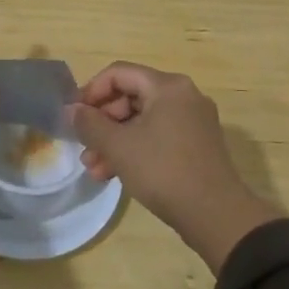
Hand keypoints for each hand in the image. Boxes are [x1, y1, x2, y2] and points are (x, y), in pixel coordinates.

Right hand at [70, 62, 281, 271]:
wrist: (216, 215)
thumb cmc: (163, 170)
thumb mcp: (118, 147)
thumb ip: (90, 124)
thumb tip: (72, 110)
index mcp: (168, 86)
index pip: (119, 73)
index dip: (91, 91)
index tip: (74, 115)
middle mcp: (184, 96)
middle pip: (131, 96)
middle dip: (102, 122)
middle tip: (83, 146)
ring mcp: (193, 121)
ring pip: (142, 120)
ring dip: (114, 140)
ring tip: (93, 168)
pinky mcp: (196, 145)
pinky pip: (157, 136)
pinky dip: (134, 149)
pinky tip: (114, 174)